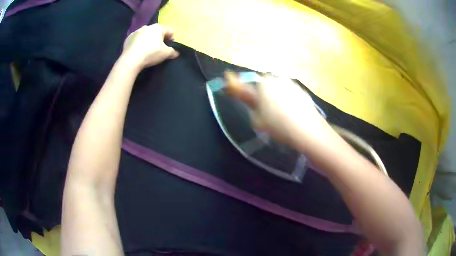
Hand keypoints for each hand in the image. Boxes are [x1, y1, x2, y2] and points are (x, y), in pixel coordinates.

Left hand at [121, 24, 179, 69]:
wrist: (131, 60)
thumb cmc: (151, 53)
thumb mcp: (166, 54)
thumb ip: (173, 52)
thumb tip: (176, 53)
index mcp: (158, 27)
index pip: (170, 31)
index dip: (172, 38)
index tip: (170, 46)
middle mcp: (148, 26)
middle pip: (157, 31)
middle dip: (159, 38)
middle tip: (159, 48)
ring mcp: (136, 31)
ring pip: (146, 34)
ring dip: (148, 39)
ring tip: (148, 49)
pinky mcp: (128, 38)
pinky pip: (136, 39)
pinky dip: (139, 43)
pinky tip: (139, 51)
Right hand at [224, 72, 329, 147]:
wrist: (307, 130)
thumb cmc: (279, 126)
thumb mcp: (259, 121)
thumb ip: (252, 107)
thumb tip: (253, 103)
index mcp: (262, 85)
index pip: (245, 82)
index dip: (236, 84)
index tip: (230, 81)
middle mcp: (276, 79)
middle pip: (263, 84)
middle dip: (262, 93)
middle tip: (264, 109)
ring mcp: (291, 83)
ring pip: (277, 87)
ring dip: (275, 95)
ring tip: (280, 113)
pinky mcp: (301, 90)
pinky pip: (289, 91)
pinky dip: (287, 98)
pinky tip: (291, 112)